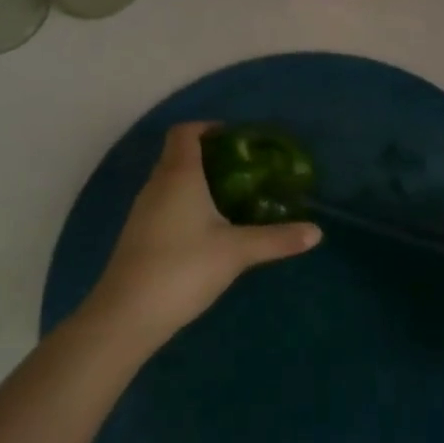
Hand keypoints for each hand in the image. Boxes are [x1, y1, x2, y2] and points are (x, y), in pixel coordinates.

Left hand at [87, 123, 320, 348]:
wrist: (126, 314)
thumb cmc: (183, 268)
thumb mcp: (237, 252)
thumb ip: (276, 239)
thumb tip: (316, 232)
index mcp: (179, 175)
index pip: (185, 132)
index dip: (208, 128)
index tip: (236, 140)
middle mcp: (157, 184)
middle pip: (178, 154)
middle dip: (210, 156)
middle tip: (244, 171)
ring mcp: (143, 210)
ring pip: (170, 181)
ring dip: (197, 182)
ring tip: (230, 199)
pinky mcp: (138, 234)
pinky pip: (164, 204)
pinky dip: (184, 204)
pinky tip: (205, 231)